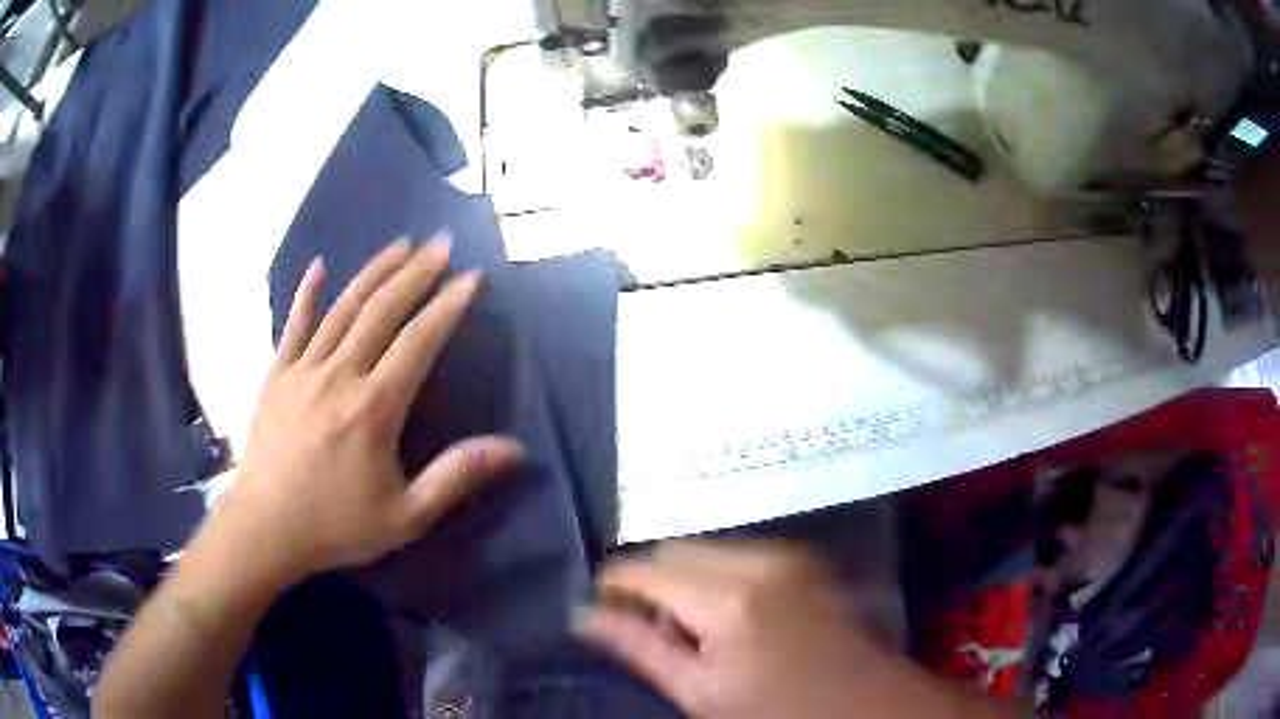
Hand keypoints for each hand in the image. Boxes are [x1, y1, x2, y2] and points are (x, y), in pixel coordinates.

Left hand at [205, 235, 523, 585]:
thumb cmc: (335, 525)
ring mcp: (303, 370)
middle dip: (415, 274)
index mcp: (374, 408)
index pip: (418, 342)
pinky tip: (319, 266)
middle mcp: (339, 375)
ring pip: (343, 309)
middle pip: (381, 312)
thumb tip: (515, 450)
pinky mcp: (277, 375)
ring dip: (374, 273)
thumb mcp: (405, 516)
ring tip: (400, 244)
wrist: (265, 528)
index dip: (448, 307)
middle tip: (441, 243)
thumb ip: (456, 477)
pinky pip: (293, 325)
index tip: (472, 277)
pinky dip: (306, 294)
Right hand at [576, 541, 979, 718]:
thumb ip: (641, 650)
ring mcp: (788, 555)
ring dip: (685, 580)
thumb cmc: (781, 712)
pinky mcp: (805, 561)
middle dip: (651, 582)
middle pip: (675, 549)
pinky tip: (727, 618)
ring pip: (707, 549)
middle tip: (650, 628)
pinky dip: (717, 577)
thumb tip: (585, 617)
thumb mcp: (702, 694)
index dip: (614, 585)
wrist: (868, 705)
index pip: (646, 570)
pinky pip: (739, 554)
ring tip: (691, 629)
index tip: (598, 607)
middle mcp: (759, 561)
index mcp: (729, 599)